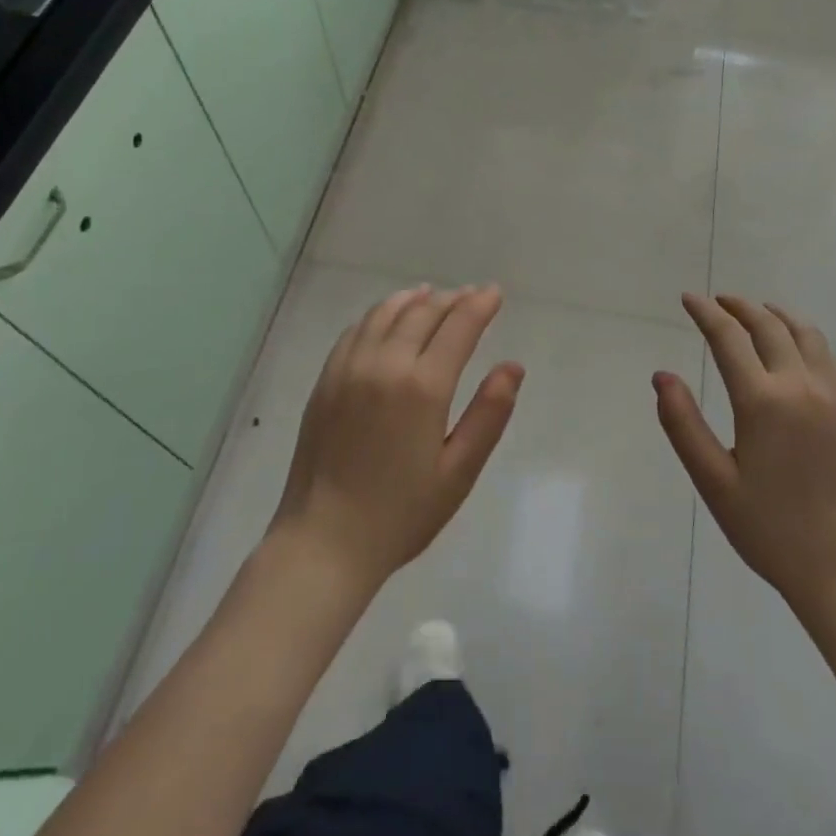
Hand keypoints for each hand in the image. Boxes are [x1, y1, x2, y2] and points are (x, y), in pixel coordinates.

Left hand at [269, 284, 521, 589]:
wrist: (323, 542)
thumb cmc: (401, 514)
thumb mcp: (459, 472)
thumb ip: (489, 414)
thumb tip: (512, 366)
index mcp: (423, 386)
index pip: (458, 325)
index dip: (480, 304)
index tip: (495, 293)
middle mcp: (384, 364)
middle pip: (423, 311)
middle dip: (452, 298)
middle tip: (471, 296)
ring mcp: (349, 368)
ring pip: (386, 313)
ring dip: (414, 299)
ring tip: (432, 295)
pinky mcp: (326, 379)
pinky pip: (356, 329)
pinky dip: (379, 314)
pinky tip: (387, 318)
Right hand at [655, 294, 835, 618]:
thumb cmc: (771, 529)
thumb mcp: (714, 482)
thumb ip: (683, 424)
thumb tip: (662, 376)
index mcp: (762, 401)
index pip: (728, 338)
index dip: (705, 313)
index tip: (688, 299)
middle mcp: (800, 385)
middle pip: (768, 326)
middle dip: (738, 307)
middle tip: (716, 301)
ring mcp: (831, 395)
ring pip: (804, 332)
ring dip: (775, 314)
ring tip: (755, 311)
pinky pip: (827, 354)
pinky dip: (804, 334)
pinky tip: (795, 344)